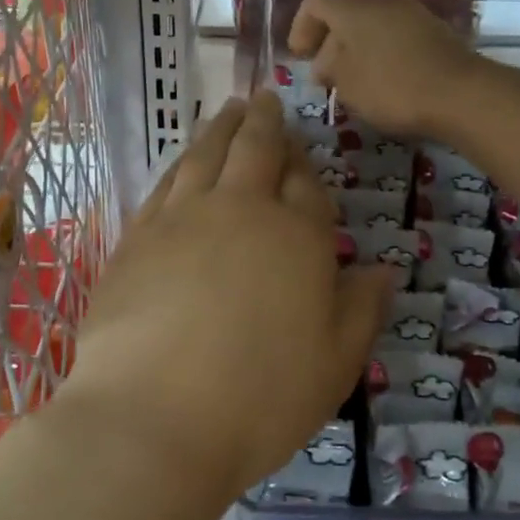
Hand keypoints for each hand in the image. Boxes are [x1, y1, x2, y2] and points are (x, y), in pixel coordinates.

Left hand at [56, 90, 393, 500]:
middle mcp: (239, 211)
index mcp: (295, 236)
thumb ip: (362, 309)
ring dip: (219, 129)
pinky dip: (179, 163)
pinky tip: (181, 163)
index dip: (308, 168)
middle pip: (254, 150)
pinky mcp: (136, 239)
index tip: (304, 155)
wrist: (152, 419)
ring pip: (205, 156)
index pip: (307, 185)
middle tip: (263, 99)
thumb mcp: (335, 364)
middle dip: (264, 122)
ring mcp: (181, 220)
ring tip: (227, 111)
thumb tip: (383, 269)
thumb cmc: (260, 397)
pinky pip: (163, 184)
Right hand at [287, 0, 480, 137]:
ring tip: (351, 79)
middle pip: (345, 8)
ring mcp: (410, 11)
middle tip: (323, 72)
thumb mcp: (346, 82)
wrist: (460, 93)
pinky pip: (392, 32)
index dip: (302, 25)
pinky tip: (381, 79)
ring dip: (354, 46)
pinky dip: (378, 50)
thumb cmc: (392, 86)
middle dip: (328, 37)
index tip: (299, 55)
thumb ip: (329, 67)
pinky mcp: (431, 29)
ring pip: (370, 20)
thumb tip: (327, 60)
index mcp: (353, 5)